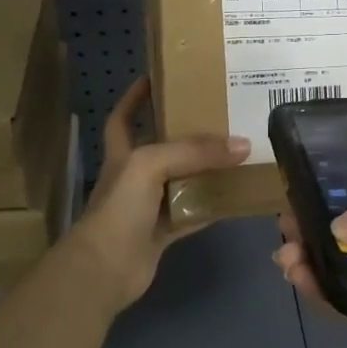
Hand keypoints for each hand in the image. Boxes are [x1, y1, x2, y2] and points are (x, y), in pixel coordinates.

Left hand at [67, 78, 249, 310]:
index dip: (135, 97)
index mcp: (122, 155)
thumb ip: (194, 152)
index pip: (123, 118)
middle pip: (161, 148)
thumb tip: (242, 145)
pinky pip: (194, 213)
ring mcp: (148, 207)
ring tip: (238, 152)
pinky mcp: (163, 232)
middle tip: (219, 115)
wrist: (105, 269)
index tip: (158, 78)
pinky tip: (237, 196)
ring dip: (206, 170)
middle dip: (186, 132)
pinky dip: (214, 206)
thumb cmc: (119, 208)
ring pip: (182, 181)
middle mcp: (134, 177)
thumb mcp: (150, 165)